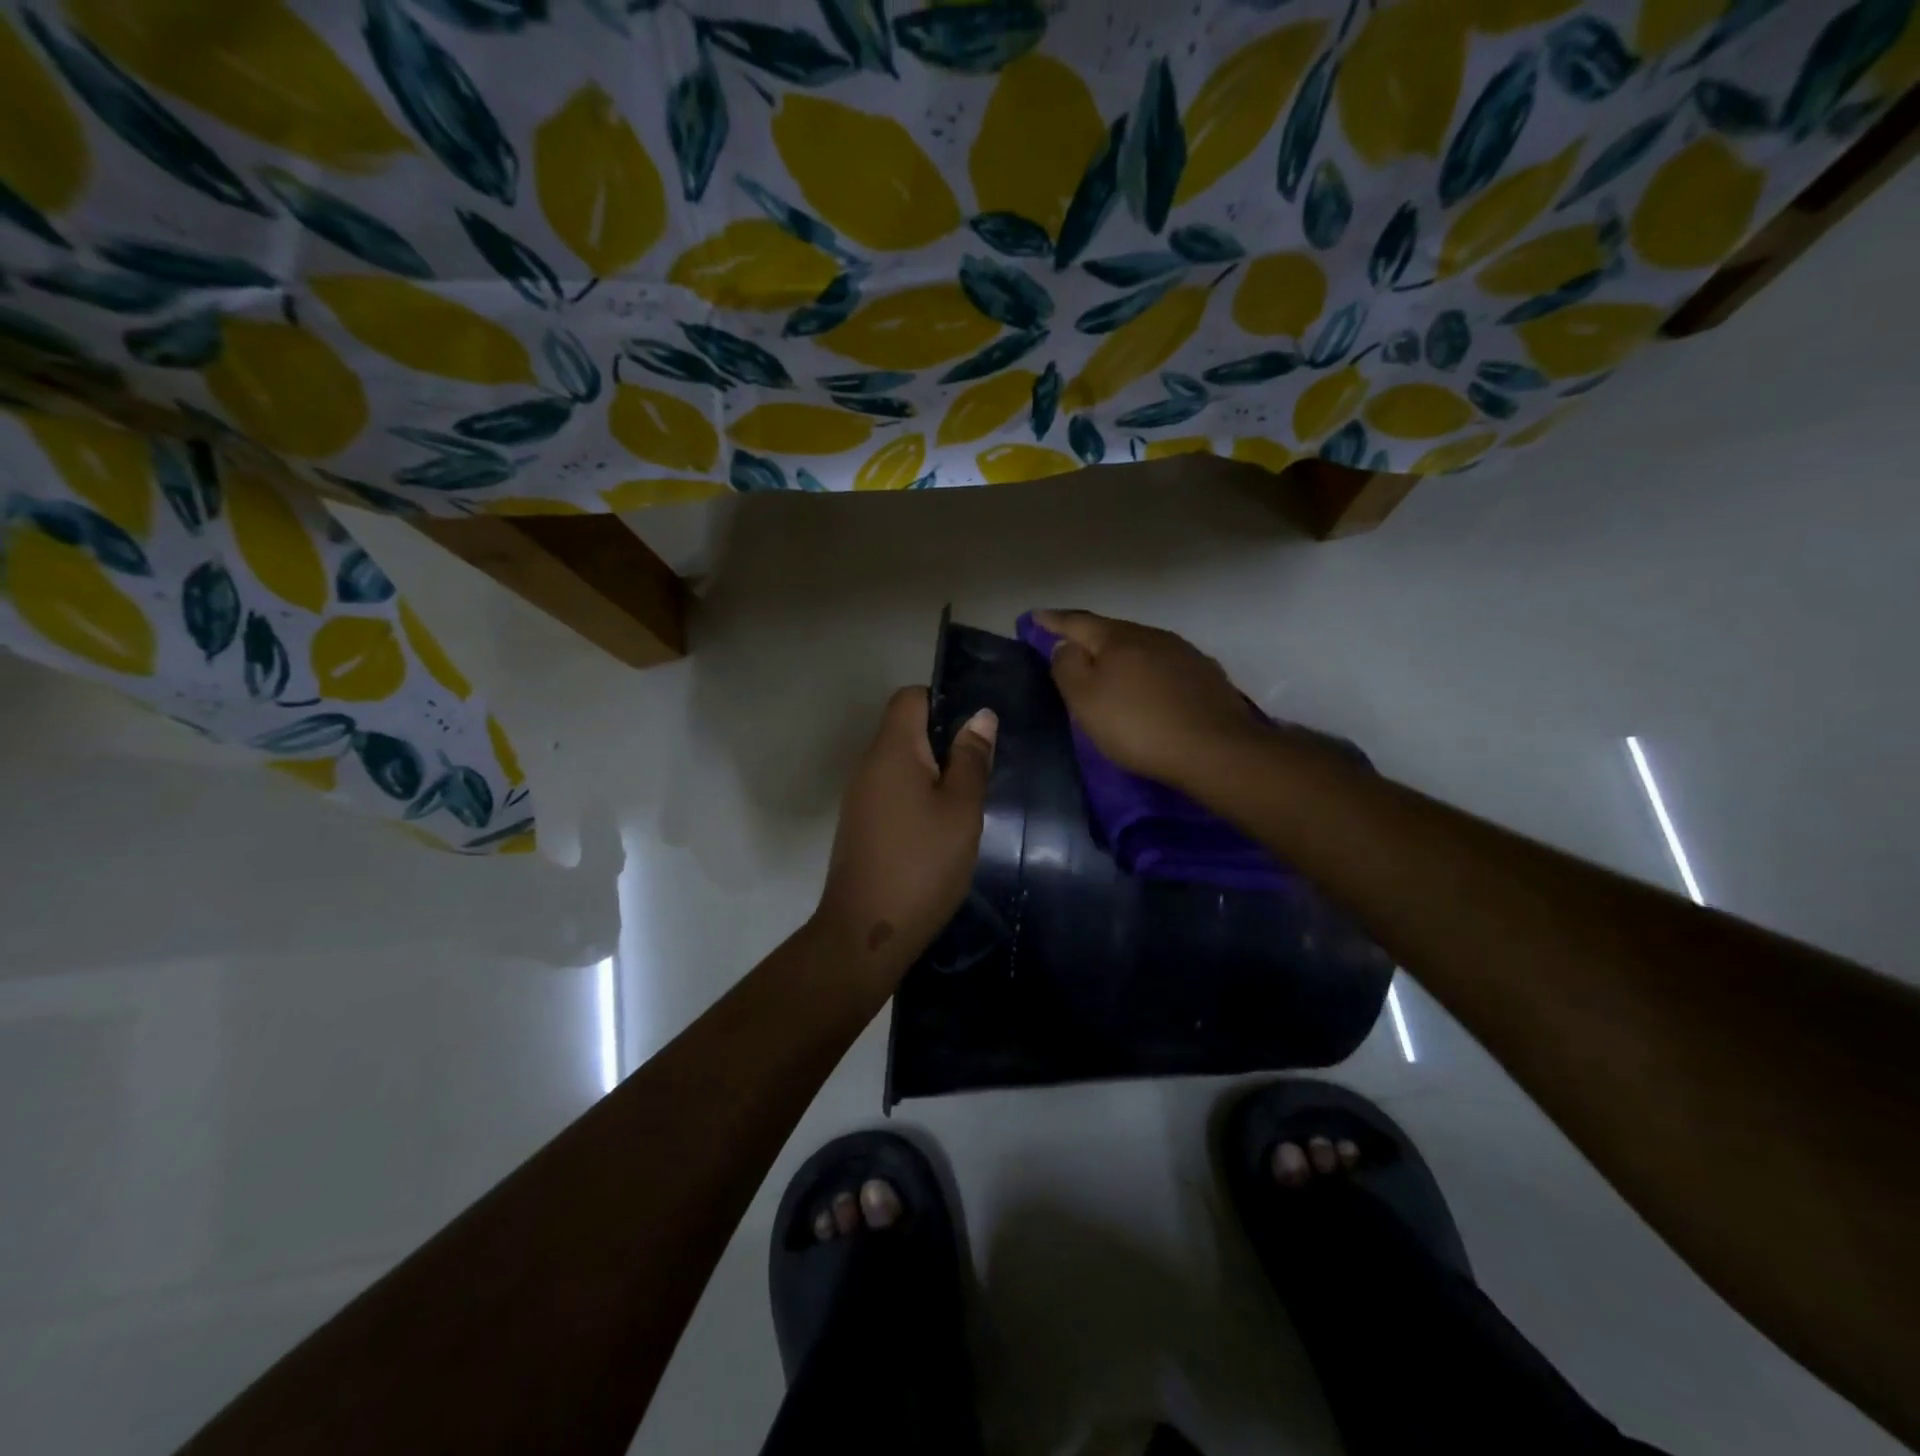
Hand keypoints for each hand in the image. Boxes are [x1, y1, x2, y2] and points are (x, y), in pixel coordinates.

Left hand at [813, 687, 995, 985]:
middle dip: (945, 741)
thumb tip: (981, 716)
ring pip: (901, 765)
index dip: (943, 700)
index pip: (910, 697)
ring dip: (934, 773)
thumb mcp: (961, 811)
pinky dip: (918, 797)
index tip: (975, 730)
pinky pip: (893, 792)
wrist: (865, 932)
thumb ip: (971, 760)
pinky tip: (941, 829)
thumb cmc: (921, 865)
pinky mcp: (861, 825)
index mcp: (892, 751)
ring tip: (967, 802)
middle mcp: (869, 765)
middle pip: (905, 730)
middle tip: (981, 770)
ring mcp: (860, 797)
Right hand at [1034, 610, 1266, 786]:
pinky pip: (1164, 666)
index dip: (1053, 621)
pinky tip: (1148, 688)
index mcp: (1117, 638)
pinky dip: (1147, 672)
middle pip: (1111, 631)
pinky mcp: (1205, 675)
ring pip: (1141, 647)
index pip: (1077, 622)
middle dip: (1088, 637)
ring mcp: (1183, 653)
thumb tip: (1066, 645)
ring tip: (1108, 670)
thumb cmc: (1138, 725)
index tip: (1034, 617)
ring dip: (1121, 655)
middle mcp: (1151, 635)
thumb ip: (1067, 668)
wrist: (1216, 749)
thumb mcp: (1086, 701)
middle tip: (1069, 646)